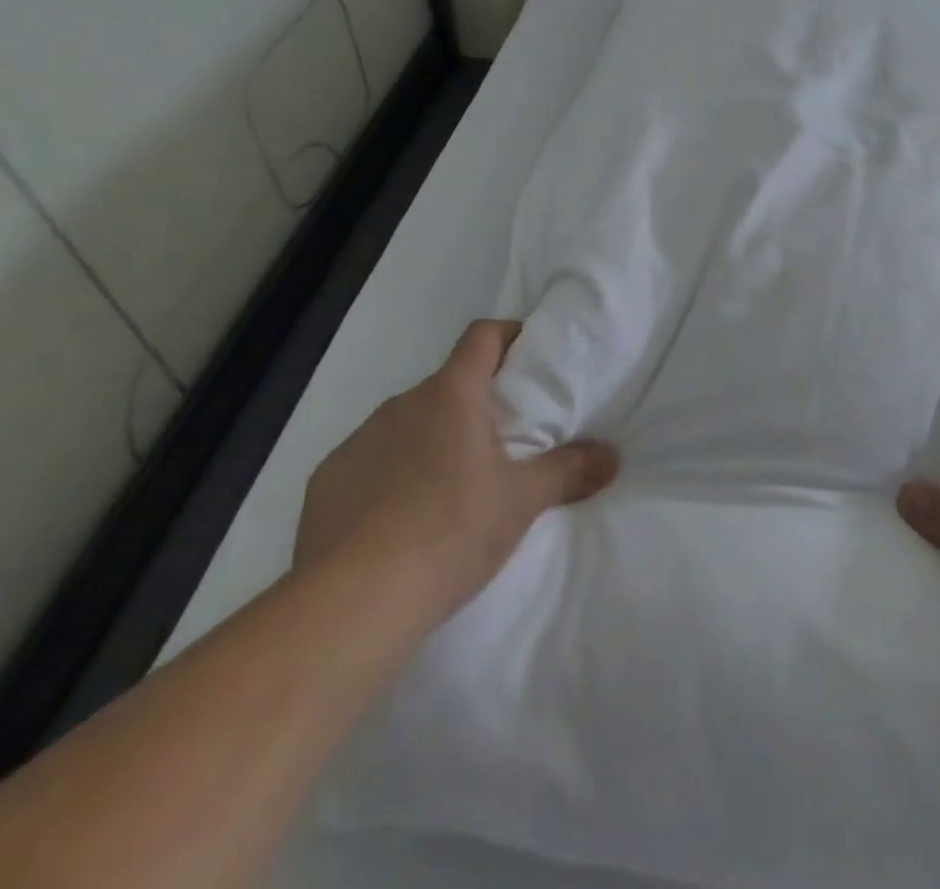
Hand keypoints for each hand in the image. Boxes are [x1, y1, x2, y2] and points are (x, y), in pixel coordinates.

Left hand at [295, 318, 619, 614]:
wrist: (350, 603)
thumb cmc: (450, 531)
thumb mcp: (522, 502)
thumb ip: (570, 471)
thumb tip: (613, 457)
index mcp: (451, 394)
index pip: (482, 335)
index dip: (509, 335)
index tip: (529, 357)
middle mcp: (402, 404)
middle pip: (448, 384)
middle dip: (477, 403)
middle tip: (504, 441)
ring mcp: (358, 441)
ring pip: (408, 423)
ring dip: (433, 439)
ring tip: (452, 487)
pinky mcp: (326, 481)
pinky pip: (371, 461)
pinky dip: (392, 474)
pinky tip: (400, 520)